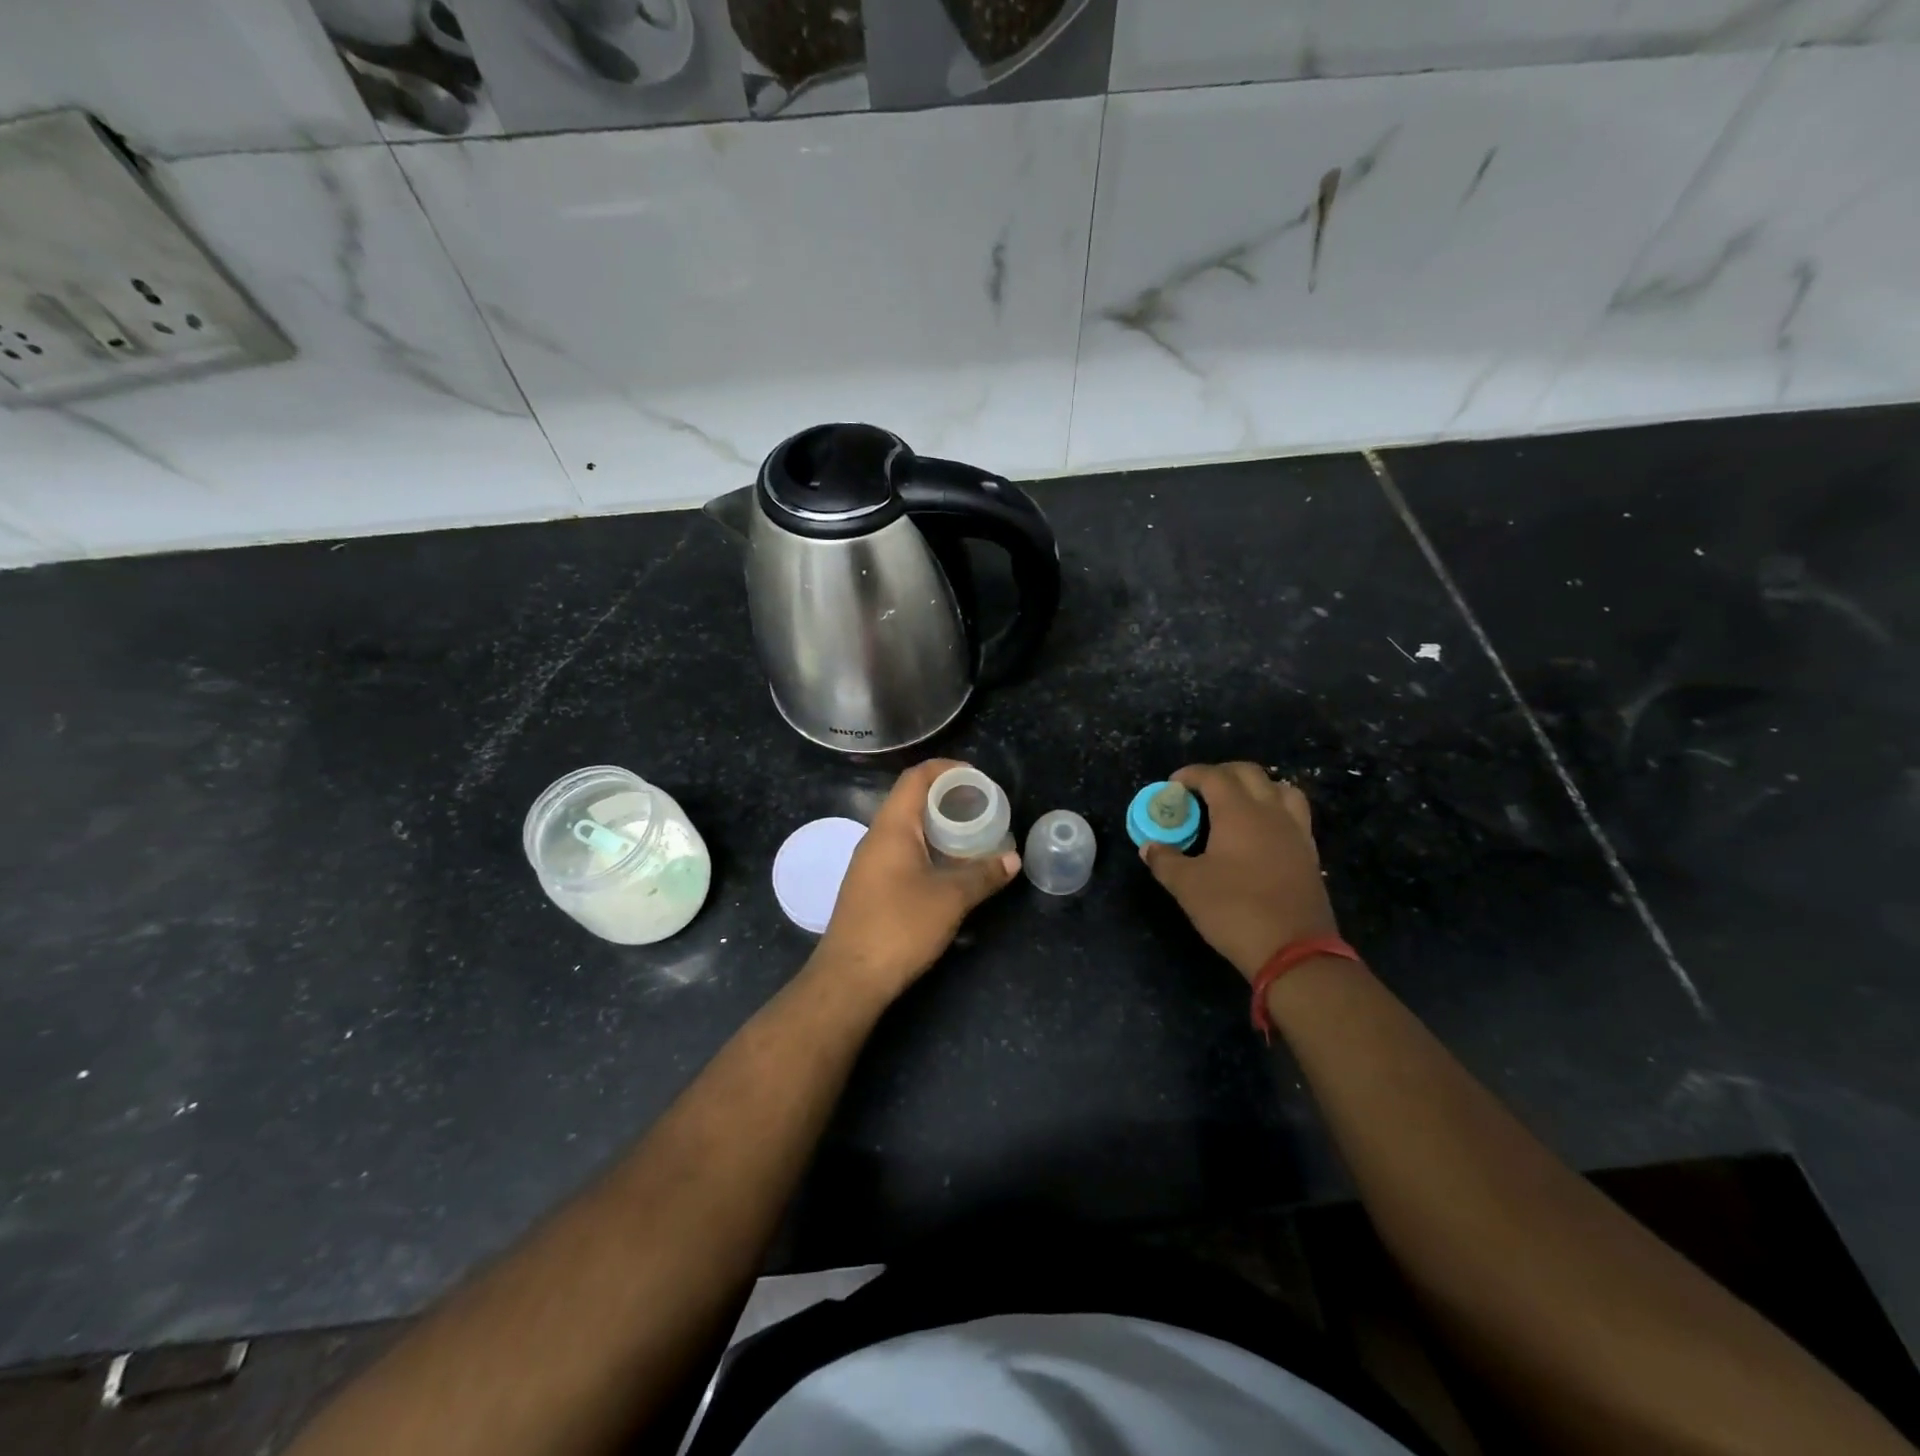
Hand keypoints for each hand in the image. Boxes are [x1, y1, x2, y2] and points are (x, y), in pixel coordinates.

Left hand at [815, 759, 1020, 1001]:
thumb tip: (1013, 859)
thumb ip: (983, 875)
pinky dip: (927, 848)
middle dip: (947, 798)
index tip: (977, 777)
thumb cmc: (900, 927)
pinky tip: (948, 867)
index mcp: (892, 827)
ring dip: (937, 826)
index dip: (946, 769)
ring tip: (971, 834)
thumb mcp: (950, 899)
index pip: (916, 778)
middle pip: (911, 801)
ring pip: (906, 829)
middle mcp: (876, 838)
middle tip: (981, 807)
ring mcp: (869, 863)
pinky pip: (901, 851)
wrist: (850, 977)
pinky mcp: (870, 887)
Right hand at [1140, 763, 1339, 980]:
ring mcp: (1295, 832)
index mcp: (1239, 812)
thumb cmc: (1234, 909)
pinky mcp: (1309, 854)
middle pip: (1249, 773)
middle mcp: (1271, 812)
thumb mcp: (1187, 886)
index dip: (1190, 775)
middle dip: (1222, 773)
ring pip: (1281, 789)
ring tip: (1237, 803)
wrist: (1294, 950)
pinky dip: (1275, 810)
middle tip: (1200, 790)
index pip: (1214, 776)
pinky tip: (1261, 833)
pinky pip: (1294, 815)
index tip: (1173, 786)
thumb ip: (1164, 860)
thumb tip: (1149, 847)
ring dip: (1256, 787)